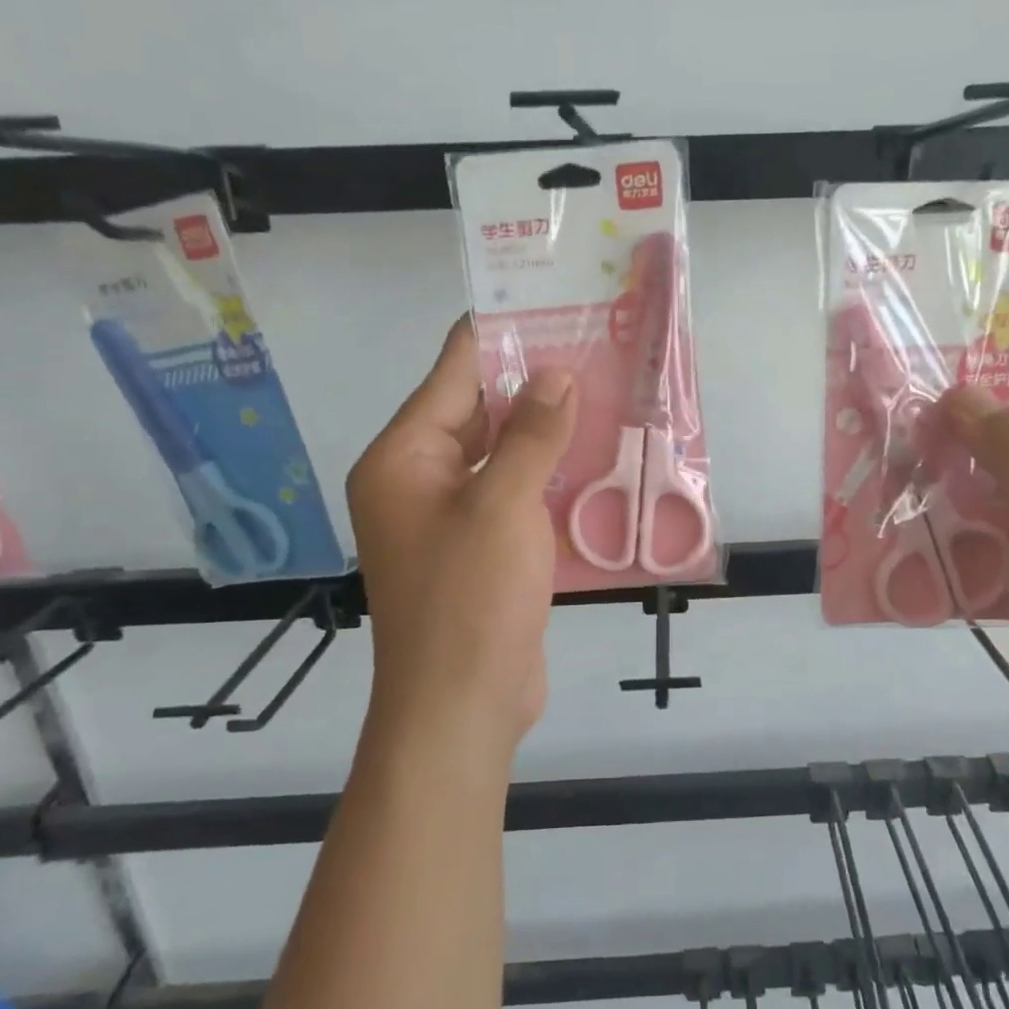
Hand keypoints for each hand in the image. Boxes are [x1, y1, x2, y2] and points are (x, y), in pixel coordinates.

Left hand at [346, 319, 575, 756]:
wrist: (462, 707)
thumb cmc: (470, 599)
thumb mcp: (502, 505)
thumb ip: (529, 435)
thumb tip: (556, 374)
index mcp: (404, 458)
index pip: (452, 374)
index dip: (499, 335)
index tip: (548, 302)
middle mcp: (420, 480)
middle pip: (477, 411)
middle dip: (532, 383)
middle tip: (594, 347)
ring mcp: (452, 518)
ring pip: (502, 455)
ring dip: (546, 432)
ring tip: (605, 393)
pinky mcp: (483, 550)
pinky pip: (516, 495)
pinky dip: (549, 476)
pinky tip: (595, 459)